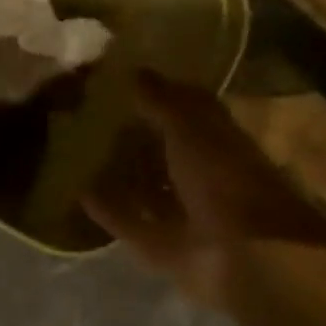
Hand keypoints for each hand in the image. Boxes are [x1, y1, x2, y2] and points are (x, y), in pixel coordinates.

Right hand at [87, 71, 325, 309]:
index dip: (159, 95)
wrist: (246, 255)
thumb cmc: (224, 178)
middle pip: (165, 152)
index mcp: (218, 141)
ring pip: (147, 189)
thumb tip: (132, 69)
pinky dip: (107, 210)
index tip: (122, 82)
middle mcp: (202, 175)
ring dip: (120, 175)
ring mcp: (183, 213)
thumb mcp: (189, 127)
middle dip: (135, 137)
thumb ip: (160, 100)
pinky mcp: (163, 246)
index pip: (187, 110)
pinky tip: (79, 194)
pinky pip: (129, 222)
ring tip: (80, 155)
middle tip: (91, 118)